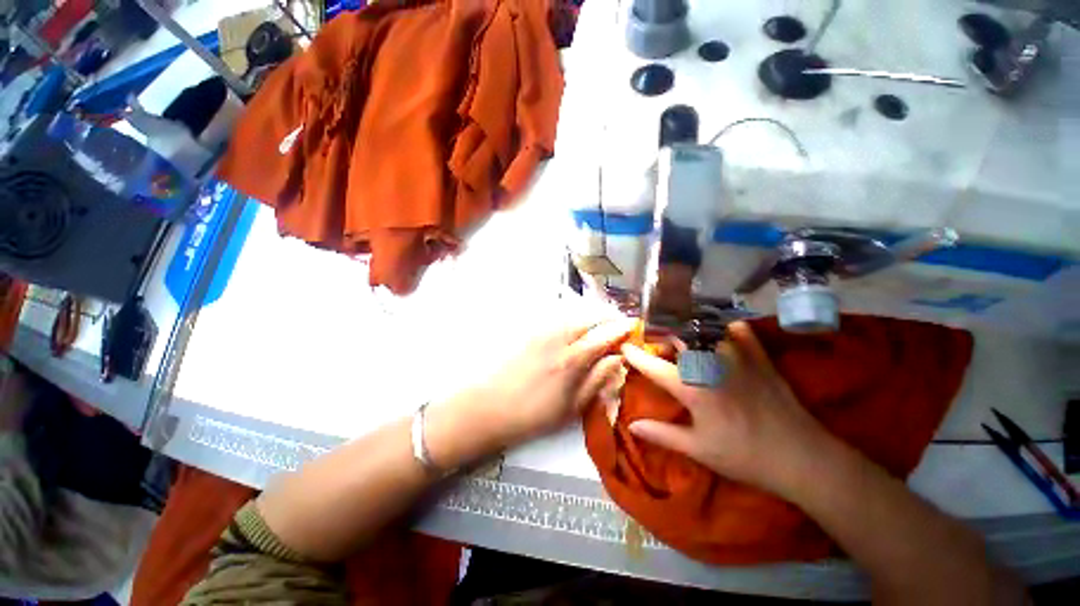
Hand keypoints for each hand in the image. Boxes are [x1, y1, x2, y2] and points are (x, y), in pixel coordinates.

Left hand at [427, 317, 635, 466]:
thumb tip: (618, 359)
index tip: (634, 325)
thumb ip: (597, 380)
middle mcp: (558, 338)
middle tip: (617, 323)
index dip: (621, 328)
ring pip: (573, 315)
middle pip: (588, 318)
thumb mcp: (571, 407)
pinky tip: (575, 327)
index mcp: (572, 359)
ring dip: (590, 316)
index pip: (604, 335)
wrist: (488, 406)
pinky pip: (557, 318)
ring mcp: (541, 332)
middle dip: (606, 317)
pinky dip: (572, 318)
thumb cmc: (532, 414)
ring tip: (600, 324)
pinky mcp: (529, 332)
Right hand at [622, 321, 833, 495]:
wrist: (802, 457)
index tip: (625, 346)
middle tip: (658, 346)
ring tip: (684, 339)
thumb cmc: (744, 456)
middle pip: (678, 339)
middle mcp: (711, 365)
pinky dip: (724, 328)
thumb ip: (662, 434)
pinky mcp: (759, 357)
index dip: (636, 356)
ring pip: (705, 330)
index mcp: (693, 388)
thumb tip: (632, 426)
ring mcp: (737, 357)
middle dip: (663, 338)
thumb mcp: (699, 450)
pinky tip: (719, 334)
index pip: (655, 367)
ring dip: (688, 331)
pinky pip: (738, 330)